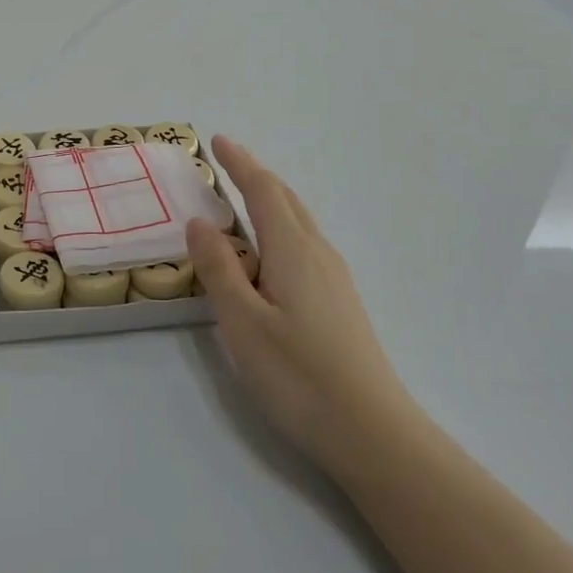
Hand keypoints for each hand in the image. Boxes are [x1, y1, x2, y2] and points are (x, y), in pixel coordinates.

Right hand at [188, 136, 408, 477]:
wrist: (373, 431)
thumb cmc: (299, 375)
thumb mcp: (243, 322)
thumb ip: (219, 269)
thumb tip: (200, 222)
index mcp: (293, 250)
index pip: (263, 191)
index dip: (240, 163)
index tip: (218, 140)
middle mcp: (318, 253)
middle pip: (286, 200)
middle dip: (256, 176)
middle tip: (227, 163)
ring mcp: (335, 278)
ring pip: (298, 223)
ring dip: (270, 202)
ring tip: (243, 202)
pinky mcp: (340, 302)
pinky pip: (304, 246)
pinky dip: (281, 230)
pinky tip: (271, 257)